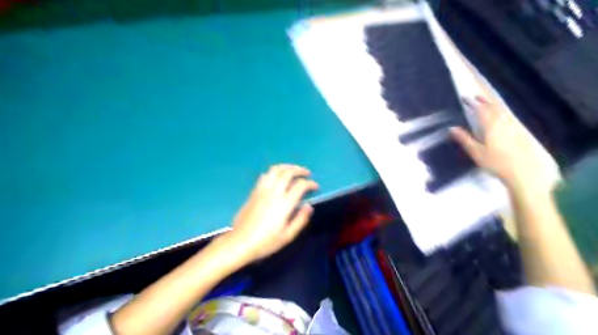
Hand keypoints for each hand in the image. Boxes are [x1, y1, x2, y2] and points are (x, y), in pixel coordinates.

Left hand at [219, 165, 319, 264]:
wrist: (240, 242)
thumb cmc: (266, 242)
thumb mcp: (287, 236)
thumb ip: (300, 220)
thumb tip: (309, 206)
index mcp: (284, 203)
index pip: (300, 185)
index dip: (310, 183)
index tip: (315, 186)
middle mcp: (274, 192)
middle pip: (288, 172)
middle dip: (299, 170)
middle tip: (307, 173)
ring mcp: (262, 190)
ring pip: (275, 170)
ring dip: (287, 167)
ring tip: (293, 170)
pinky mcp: (254, 191)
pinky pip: (265, 175)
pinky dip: (274, 172)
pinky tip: (277, 177)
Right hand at [454, 95, 560, 194]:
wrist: (524, 172)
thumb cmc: (496, 163)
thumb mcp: (476, 152)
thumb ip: (465, 139)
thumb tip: (452, 128)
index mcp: (491, 126)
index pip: (481, 110)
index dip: (473, 103)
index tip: (465, 98)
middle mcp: (503, 122)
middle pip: (494, 107)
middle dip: (484, 101)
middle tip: (476, 96)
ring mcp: (514, 127)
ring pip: (503, 111)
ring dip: (494, 105)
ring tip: (487, 103)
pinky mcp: (521, 133)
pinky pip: (509, 117)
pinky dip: (502, 113)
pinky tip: (501, 117)